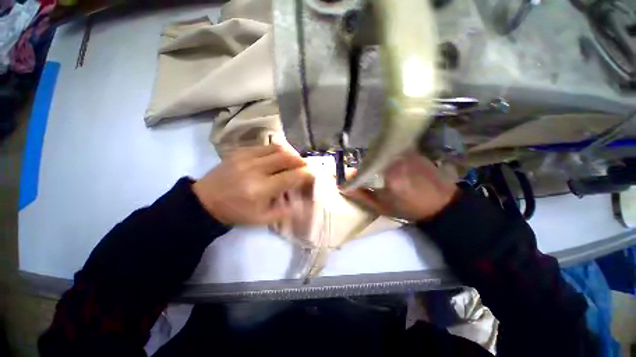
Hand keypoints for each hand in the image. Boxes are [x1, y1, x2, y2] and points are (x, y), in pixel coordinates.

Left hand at [192, 145, 312, 225]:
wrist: (205, 202)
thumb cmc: (236, 212)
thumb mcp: (262, 219)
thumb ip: (285, 211)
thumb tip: (304, 205)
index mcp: (261, 189)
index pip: (291, 176)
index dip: (306, 175)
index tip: (312, 175)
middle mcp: (255, 169)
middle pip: (286, 158)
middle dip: (300, 161)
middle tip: (304, 167)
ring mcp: (246, 157)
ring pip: (277, 148)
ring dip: (289, 153)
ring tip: (293, 161)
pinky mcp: (239, 151)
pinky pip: (264, 146)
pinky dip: (276, 150)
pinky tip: (277, 157)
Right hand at [344, 152, 458, 220]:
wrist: (442, 204)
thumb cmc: (409, 208)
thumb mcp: (382, 207)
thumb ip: (362, 196)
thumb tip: (344, 187)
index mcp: (388, 174)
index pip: (362, 169)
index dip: (355, 175)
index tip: (351, 181)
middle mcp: (396, 158)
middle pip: (371, 158)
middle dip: (365, 167)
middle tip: (365, 177)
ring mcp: (406, 152)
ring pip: (382, 154)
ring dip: (376, 161)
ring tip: (378, 173)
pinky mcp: (413, 151)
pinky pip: (393, 151)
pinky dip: (387, 157)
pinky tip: (392, 167)